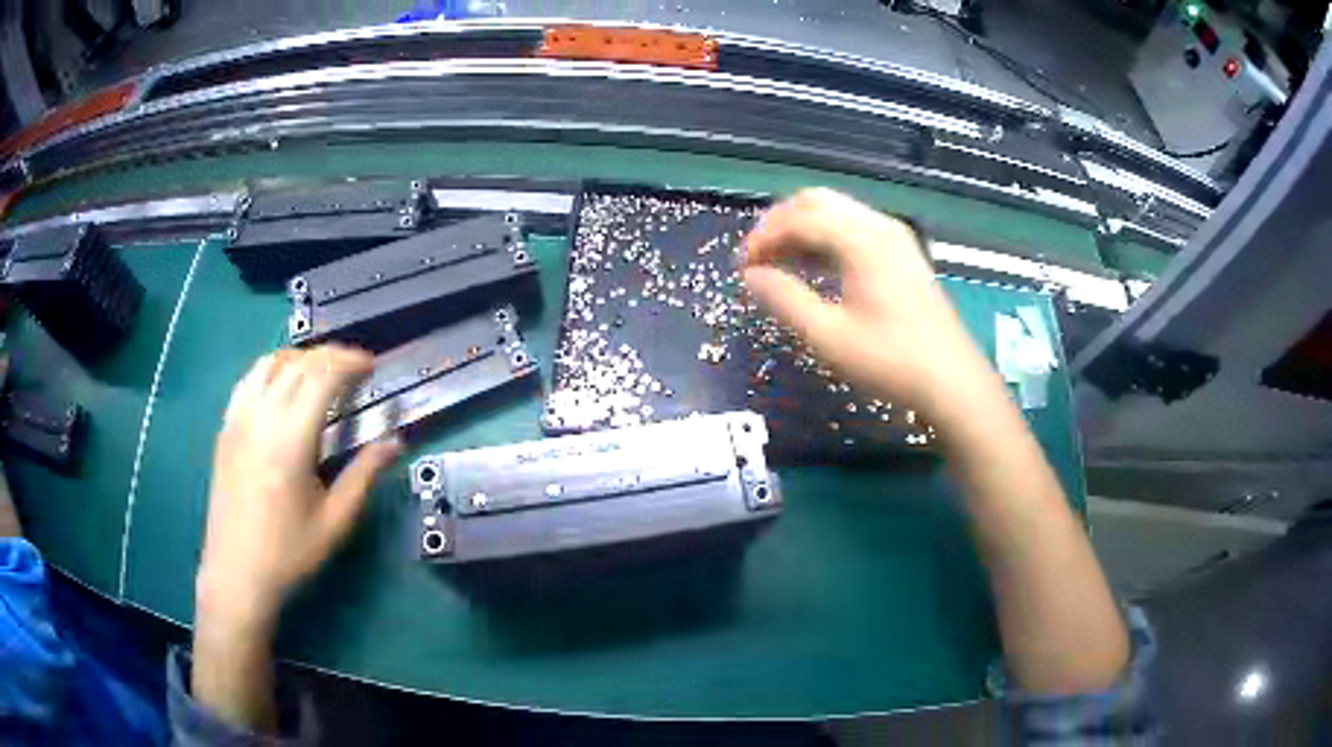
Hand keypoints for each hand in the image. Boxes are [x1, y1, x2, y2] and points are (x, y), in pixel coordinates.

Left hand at [197, 346, 399, 630]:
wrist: (237, 573)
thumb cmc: (289, 553)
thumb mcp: (335, 520)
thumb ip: (365, 474)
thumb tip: (396, 442)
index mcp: (291, 437)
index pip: (323, 375)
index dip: (350, 362)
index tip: (372, 366)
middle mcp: (262, 415)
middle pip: (298, 363)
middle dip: (331, 356)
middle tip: (355, 370)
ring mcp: (238, 418)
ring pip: (270, 363)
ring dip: (300, 358)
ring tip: (320, 374)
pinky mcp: (226, 427)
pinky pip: (249, 380)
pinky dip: (272, 370)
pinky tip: (282, 389)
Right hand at [742, 188, 992, 419]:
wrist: (951, 380)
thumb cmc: (890, 360)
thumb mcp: (828, 336)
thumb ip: (785, 300)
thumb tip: (750, 276)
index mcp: (861, 240)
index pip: (799, 218)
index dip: (764, 237)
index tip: (742, 267)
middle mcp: (878, 226)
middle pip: (817, 202)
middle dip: (780, 223)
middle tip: (758, 258)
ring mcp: (894, 237)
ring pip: (836, 213)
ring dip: (802, 229)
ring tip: (778, 264)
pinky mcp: (902, 253)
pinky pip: (854, 229)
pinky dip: (826, 239)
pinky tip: (813, 268)